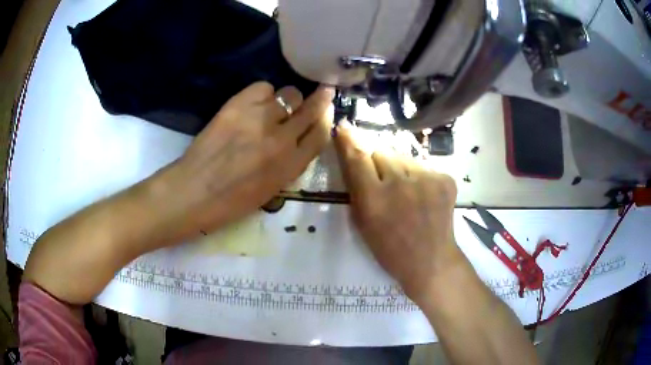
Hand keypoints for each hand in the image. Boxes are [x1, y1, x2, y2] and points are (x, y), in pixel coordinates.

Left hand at [160, 82, 333, 237]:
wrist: (195, 192)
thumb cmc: (232, 202)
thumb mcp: (272, 190)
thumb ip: (291, 163)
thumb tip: (299, 138)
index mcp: (291, 165)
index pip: (321, 133)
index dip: (327, 117)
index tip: (328, 108)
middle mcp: (282, 139)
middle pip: (311, 109)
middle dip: (321, 98)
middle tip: (324, 89)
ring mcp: (260, 119)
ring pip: (289, 94)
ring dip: (286, 99)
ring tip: (273, 107)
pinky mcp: (238, 105)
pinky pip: (263, 87)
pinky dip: (263, 93)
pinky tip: (254, 104)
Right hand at [334, 125, 461, 302]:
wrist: (431, 261)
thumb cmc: (390, 249)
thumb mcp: (363, 223)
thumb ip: (357, 188)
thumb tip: (355, 155)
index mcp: (374, 200)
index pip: (358, 158)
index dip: (349, 140)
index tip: (344, 126)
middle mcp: (400, 184)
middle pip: (381, 151)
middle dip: (377, 162)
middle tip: (383, 182)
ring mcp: (427, 179)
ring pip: (403, 157)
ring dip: (399, 169)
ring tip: (406, 191)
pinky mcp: (445, 179)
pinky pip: (423, 166)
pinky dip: (419, 177)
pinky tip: (423, 196)